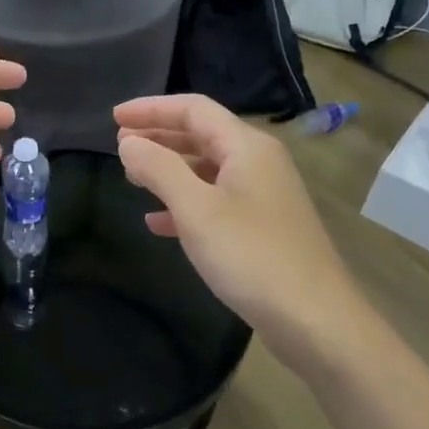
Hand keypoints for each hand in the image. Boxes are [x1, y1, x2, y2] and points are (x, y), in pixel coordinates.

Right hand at [116, 94, 358, 353]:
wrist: (314, 319)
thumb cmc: (251, 256)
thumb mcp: (196, 209)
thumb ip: (159, 169)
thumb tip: (128, 141)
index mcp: (246, 147)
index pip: (194, 109)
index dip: (152, 109)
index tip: (113, 117)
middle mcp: (258, 162)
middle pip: (202, 135)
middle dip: (159, 136)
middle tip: (119, 143)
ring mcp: (263, 196)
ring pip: (207, 169)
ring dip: (169, 169)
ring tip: (132, 177)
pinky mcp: (262, 227)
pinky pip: (216, 201)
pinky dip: (185, 204)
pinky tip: (157, 223)